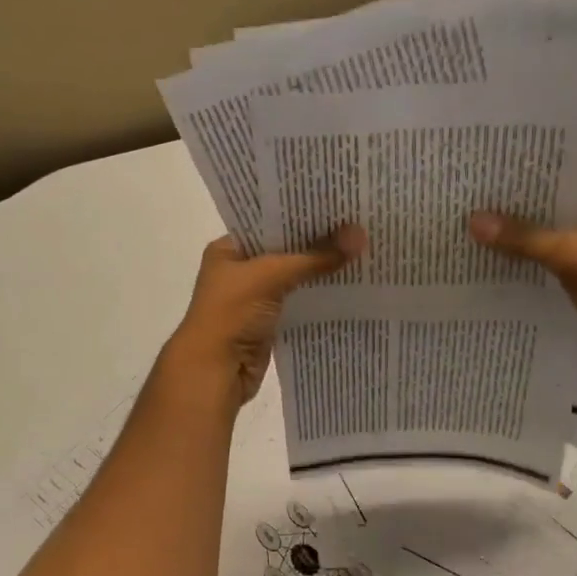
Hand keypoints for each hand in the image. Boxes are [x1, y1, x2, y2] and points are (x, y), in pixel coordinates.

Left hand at [162, 227, 367, 403]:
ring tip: (362, 249)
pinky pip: (299, 302)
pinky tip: (350, 285)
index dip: (301, 213)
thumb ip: (315, 256)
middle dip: (318, 241)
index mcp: (229, 249)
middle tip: (359, 222)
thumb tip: (360, 234)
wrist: (214, 373)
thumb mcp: (271, 276)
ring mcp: (255, 298)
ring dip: (322, 270)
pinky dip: (319, 296)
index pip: (268, 221)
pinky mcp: (270, 323)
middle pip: (285, 249)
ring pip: (295, 277)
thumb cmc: (231, 314)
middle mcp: (240, 269)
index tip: (338, 202)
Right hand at [469, 182, 576, 380]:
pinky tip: (495, 265)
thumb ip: (522, 237)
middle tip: (471, 201)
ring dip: (520, 240)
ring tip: (474, 231)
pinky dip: (529, 265)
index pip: (566, 176)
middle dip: (516, 210)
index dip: (527, 177)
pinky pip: (552, 264)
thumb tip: (472, 220)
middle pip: (554, 208)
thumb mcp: (572, 255)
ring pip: (551, 238)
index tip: (487, 175)